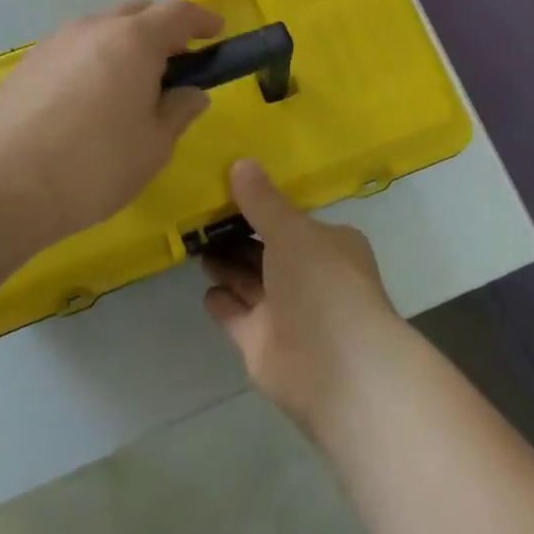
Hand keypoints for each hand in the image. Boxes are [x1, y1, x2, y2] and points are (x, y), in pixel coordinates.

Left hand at [0, 0, 223, 245]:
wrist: (2, 187)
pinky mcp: (27, 63)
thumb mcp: (154, 145)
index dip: (201, 20)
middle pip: (138, 12)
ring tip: (132, 82)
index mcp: (133, 40)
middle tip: (176, 61)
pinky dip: (94, 58)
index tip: (216, 33)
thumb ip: (178, 111)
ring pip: (102, 28)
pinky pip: (74, 48)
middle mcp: (93, 28)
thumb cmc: (94, 165)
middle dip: (163, 29)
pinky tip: (90, 97)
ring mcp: (55, 42)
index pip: (178, 12)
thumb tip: (191, 93)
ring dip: (125, 43)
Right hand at [202, 160, 411, 440]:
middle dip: (237, 235)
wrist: (338, 370)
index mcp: (327, 245)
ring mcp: (285, 313)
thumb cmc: (323, 284)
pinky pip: (236, 315)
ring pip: (249, 281)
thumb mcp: (291, 231)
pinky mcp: (262, 344)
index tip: (228, 188)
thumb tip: (240, 162)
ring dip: (225, 264)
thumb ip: (262, 202)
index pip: (291, 220)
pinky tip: (203, 286)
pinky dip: (221, 301)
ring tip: (194, 241)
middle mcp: (308, 277)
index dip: (263, 205)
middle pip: (266, 250)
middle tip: (199, 214)